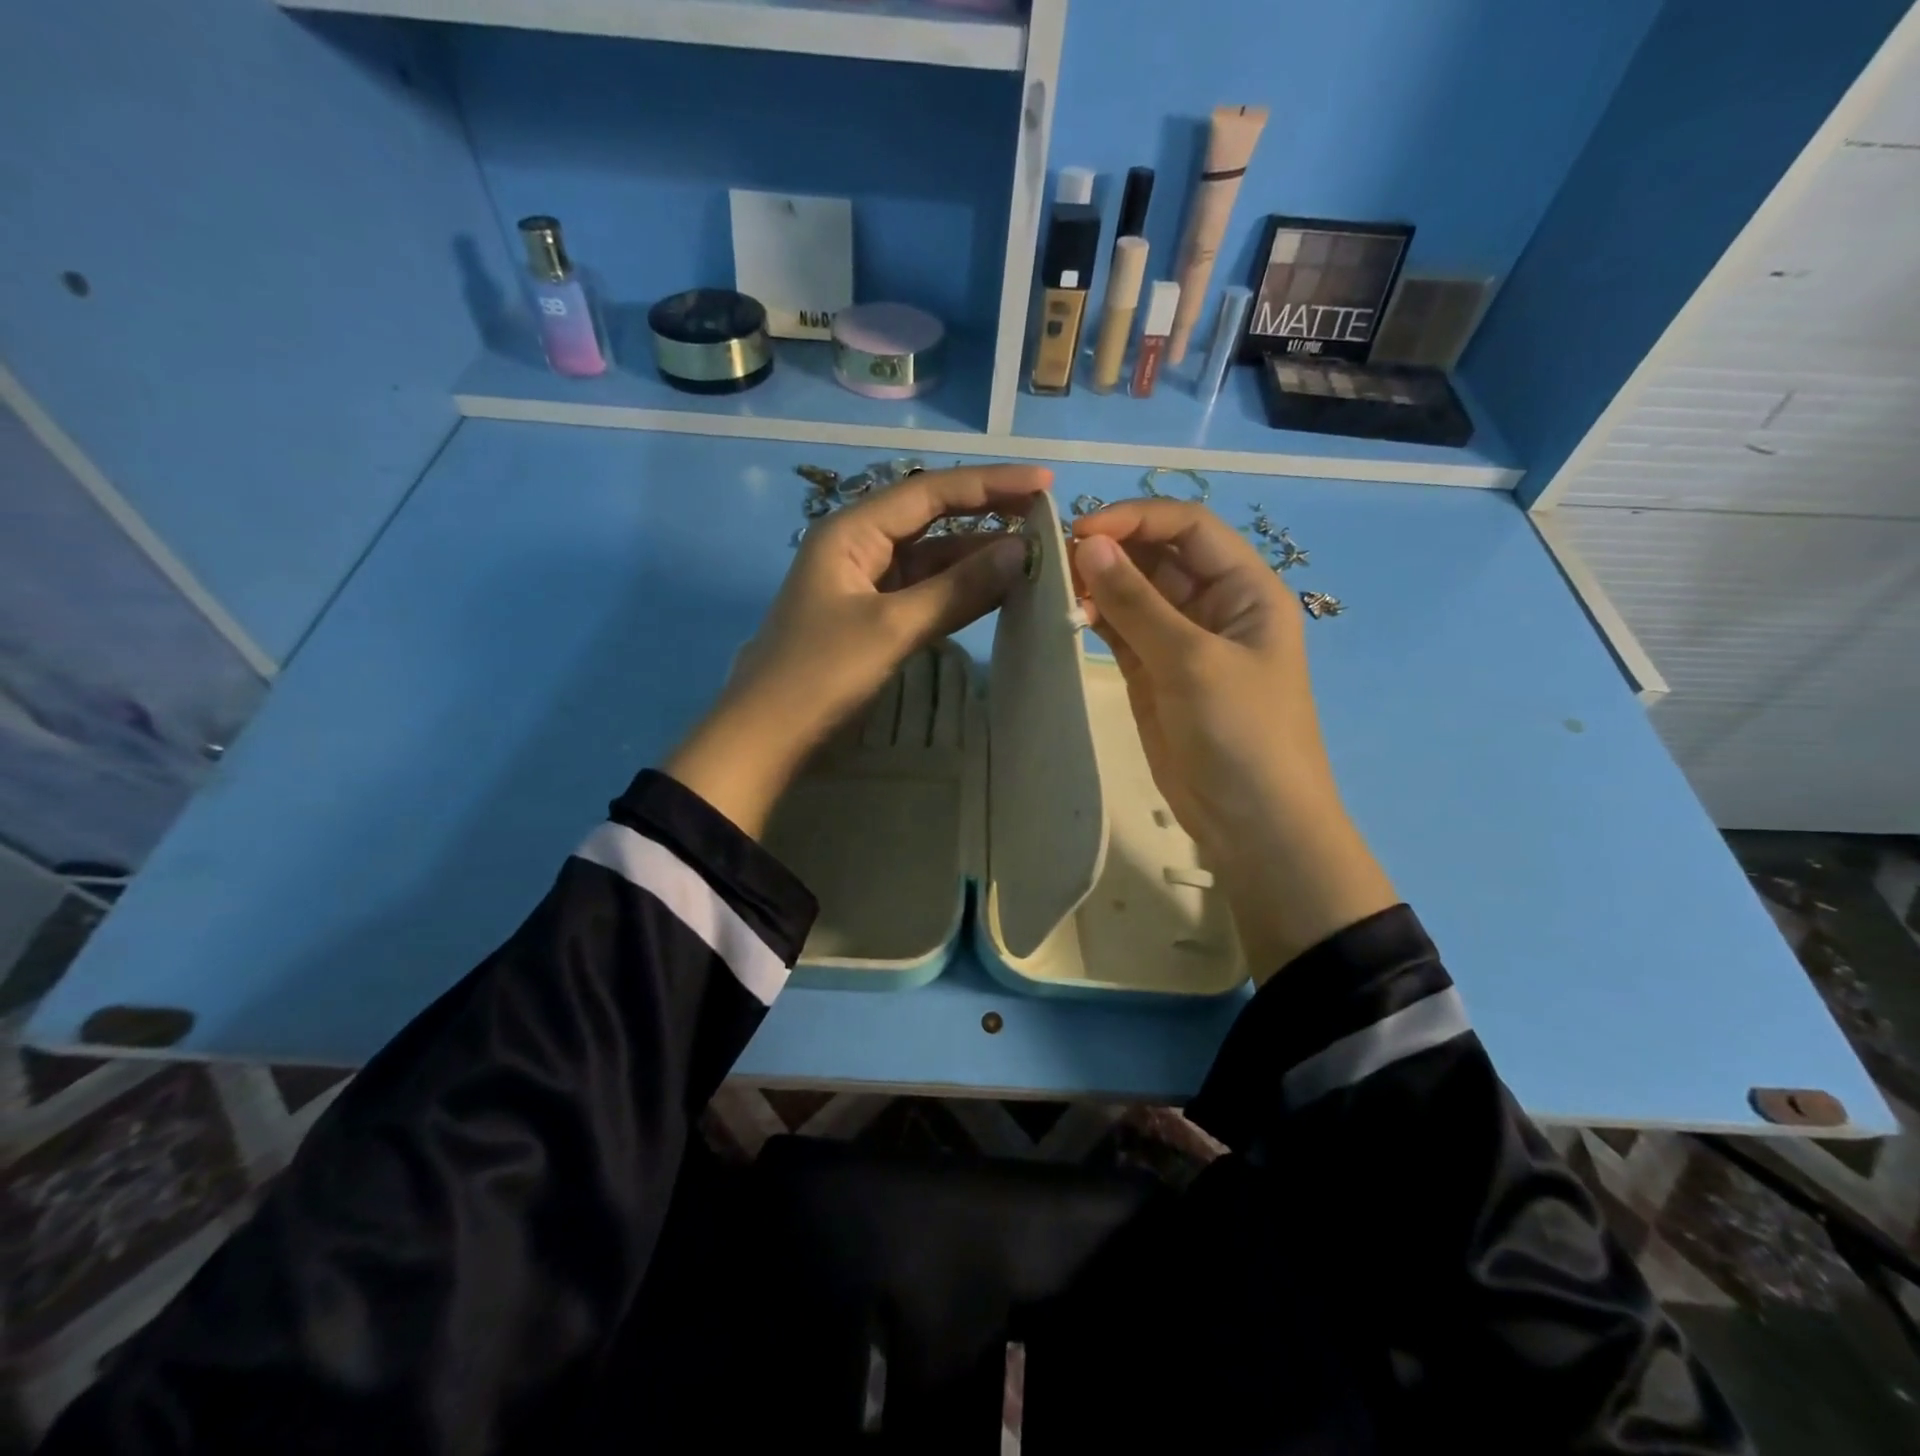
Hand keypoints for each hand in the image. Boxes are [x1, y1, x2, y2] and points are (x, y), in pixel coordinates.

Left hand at [666, 464, 1053, 835]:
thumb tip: (1021, 553)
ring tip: (1035, 557)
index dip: (990, 485)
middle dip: (987, 516)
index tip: (1044, 484)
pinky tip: (997, 592)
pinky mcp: (873, 618)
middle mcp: (860, 546)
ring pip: (932, 559)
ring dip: (977, 558)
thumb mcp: (892, 628)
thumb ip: (957, 590)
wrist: (766, 736)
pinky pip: (924, 593)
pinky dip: (959, 592)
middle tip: (1047, 518)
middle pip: (932, 519)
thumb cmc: (820, 674)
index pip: (931, 493)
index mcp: (853, 531)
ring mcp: (866, 583)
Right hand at [1071, 501, 1395, 977]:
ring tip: (1052, 584)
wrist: (1253, 822)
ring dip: (1098, 583)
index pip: (1188, 527)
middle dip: (1112, 549)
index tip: (1082, 532)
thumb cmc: (1241, 733)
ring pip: (1134, 593)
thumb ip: (1137, 603)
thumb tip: (1087, 544)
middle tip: (1054, 557)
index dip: (1137, 519)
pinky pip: (1121, 631)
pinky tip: (1065, 613)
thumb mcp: (1192, 661)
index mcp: (1245, 588)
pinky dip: (1095, 618)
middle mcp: (1214, 605)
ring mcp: (1181, 641)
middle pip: (1158, 555)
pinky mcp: (1153, 673)